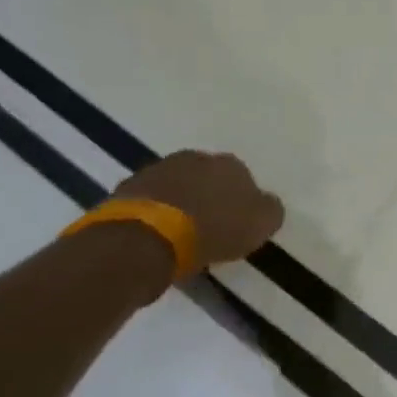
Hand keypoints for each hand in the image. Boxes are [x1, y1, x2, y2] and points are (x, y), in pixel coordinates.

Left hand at [111, 150, 283, 270]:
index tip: (236, 225)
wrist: (146, 238)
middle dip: (208, 196)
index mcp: (230, 164)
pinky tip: (155, 236)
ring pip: (176, 186)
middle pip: (206, 177)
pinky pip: (149, 201)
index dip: (240, 202)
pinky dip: (154, 214)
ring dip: (180, 203)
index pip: (242, 178)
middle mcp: (195, 158)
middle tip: (208, 227)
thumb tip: (266, 204)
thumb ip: (269, 210)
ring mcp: (157, 170)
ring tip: (180, 234)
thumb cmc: (212, 230)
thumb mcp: (260, 225)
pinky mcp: (126, 189)